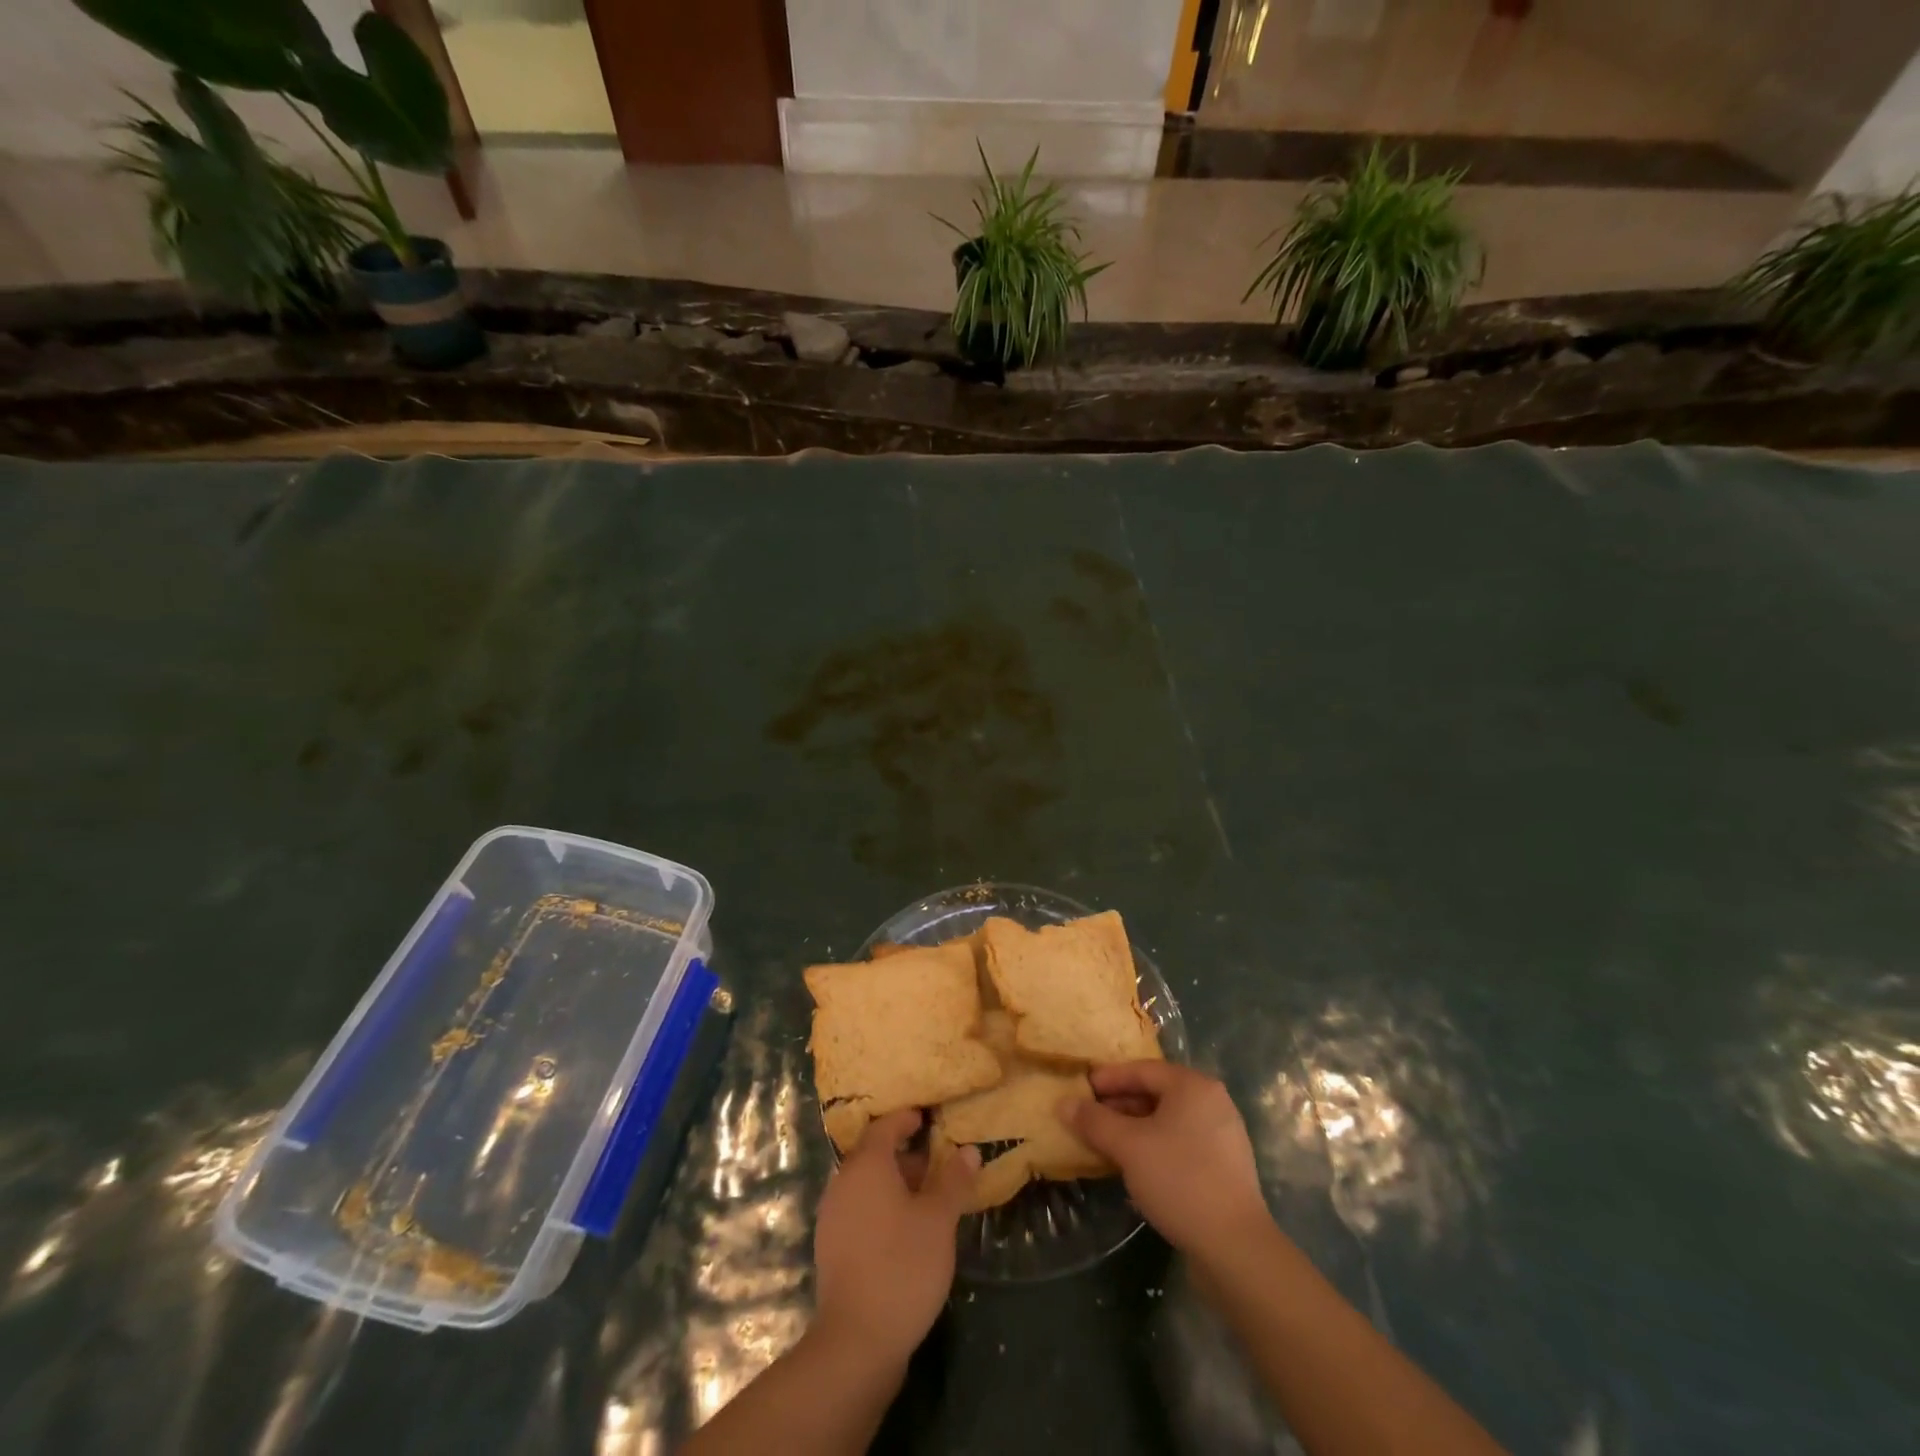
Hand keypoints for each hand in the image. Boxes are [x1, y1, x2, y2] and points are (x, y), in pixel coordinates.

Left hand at [812, 1108, 979, 1368]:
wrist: (856, 1342)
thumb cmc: (902, 1266)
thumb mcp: (938, 1220)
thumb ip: (953, 1181)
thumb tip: (969, 1150)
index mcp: (866, 1165)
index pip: (885, 1126)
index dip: (906, 1119)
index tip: (926, 1117)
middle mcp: (843, 1183)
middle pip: (874, 1155)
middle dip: (905, 1156)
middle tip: (937, 1163)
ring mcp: (833, 1217)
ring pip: (867, 1185)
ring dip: (895, 1184)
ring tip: (928, 1199)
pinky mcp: (832, 1248)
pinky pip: (859, 1210)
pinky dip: (882, 1207)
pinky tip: (906, 1231)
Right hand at [1062, 1062, 1269, 1257]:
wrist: (1235, 1247)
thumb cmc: (1179, 1179)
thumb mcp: (1128, 1147)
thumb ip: (1094, 1121)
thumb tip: (1063, 1103)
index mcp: (1193, 1086)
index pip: (1142, 1069)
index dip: (1108, 1078)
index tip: (1081, 1089)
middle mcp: (1213, 1102)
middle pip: (1157, 1093)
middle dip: (1120, 1105)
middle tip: (1089, 1118)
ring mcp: (1223, 1135)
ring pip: (1169, 1120)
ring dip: (1135, 1128)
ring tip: (1106, 1143)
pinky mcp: (1226, 1167)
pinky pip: (1182, 1143)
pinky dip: (1156, 1147)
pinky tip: (1136, 1167)